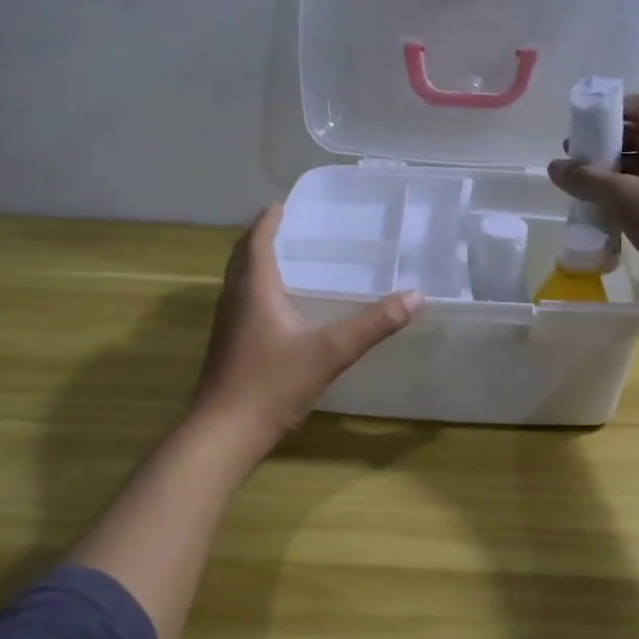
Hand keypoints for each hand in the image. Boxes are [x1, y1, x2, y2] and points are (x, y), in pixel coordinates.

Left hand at [188, 205, 420, 458]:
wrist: (223, 433)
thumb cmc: (272, 384)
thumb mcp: (330, 352)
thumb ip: (373, 324)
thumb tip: (414, 296)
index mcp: (254, 289)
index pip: (257, 241)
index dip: (268, 221)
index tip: (282, 205)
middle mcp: (234, 300)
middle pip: (242, 258)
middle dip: (260, 239)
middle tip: (286, 228)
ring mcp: (226, 326)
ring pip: (239, 282)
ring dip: (256, 266)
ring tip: (285, 262)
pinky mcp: (227, 348)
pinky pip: (241, 305)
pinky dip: (257, 293)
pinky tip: (279, 312)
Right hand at [548, 93, 638, 307]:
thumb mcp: (626, 199)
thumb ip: (588, 180)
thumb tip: (554, 166)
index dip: (618, 108)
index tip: (588, 127)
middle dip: (607, 143)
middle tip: (577, 161)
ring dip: (613, 172)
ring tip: (584, 189)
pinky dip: (625, 195)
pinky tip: (607, 214)